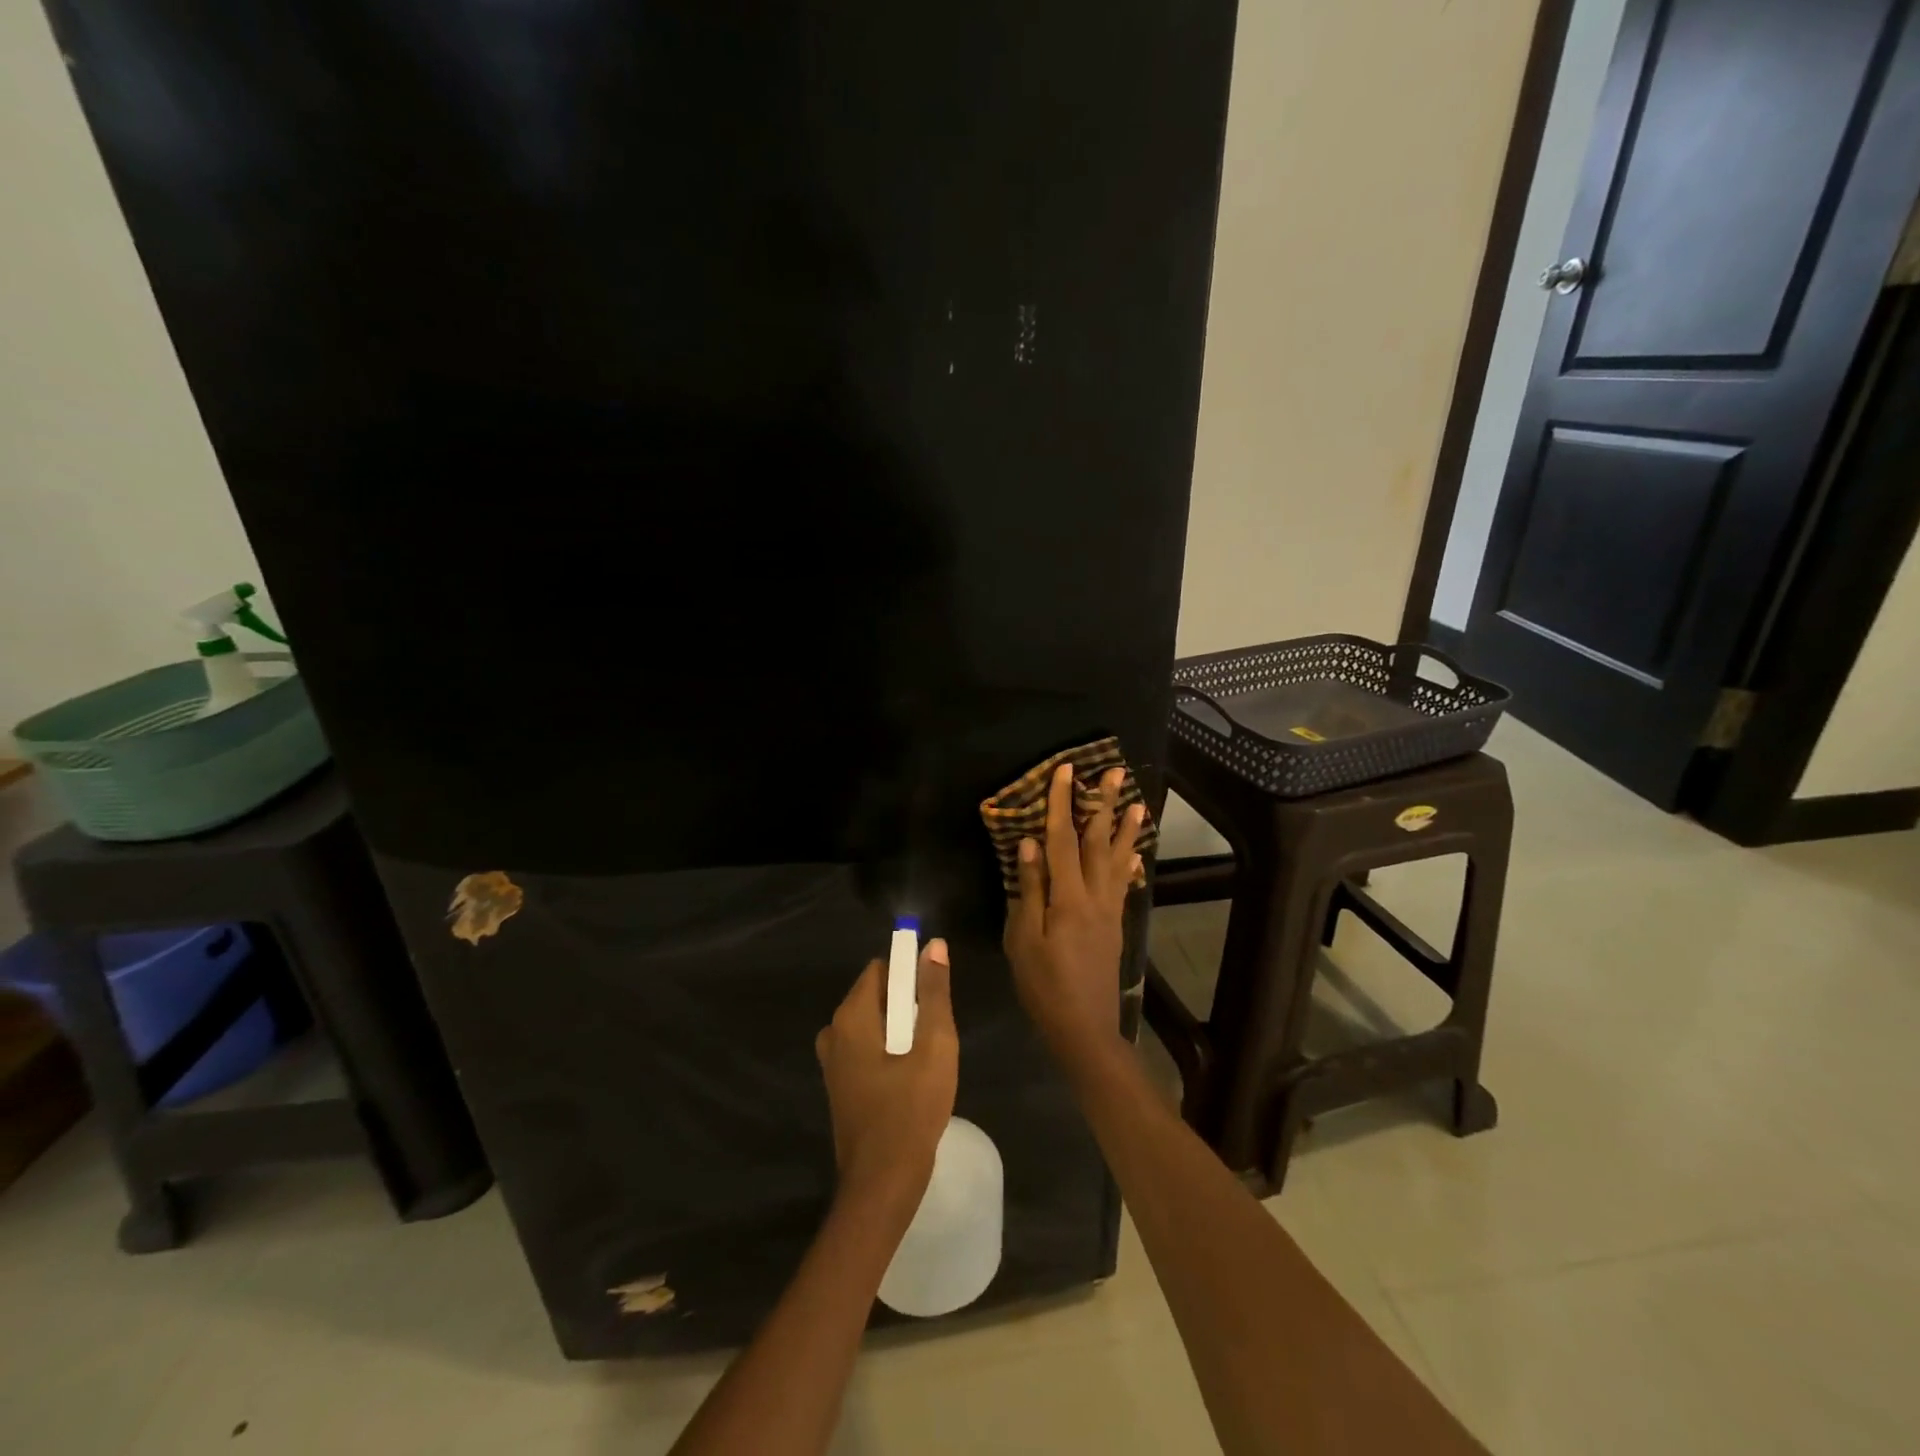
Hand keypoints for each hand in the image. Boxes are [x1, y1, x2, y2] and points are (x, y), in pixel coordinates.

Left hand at [815, 940, 957, 1212]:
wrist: (882, 1185)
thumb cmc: (911, 1111)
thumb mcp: (934, 1046)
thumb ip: (934, 993)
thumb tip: (932, 945)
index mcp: (851, 1016)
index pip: (882, 969)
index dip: (911, 975)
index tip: (934, 1000)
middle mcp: (834, 1031)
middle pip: (877, 996)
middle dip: (908, 1006)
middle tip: (934, 1037)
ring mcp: (833, 1061)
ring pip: (874, 1024)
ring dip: (901, 1032)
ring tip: (926, 1059)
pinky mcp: (839, 1085)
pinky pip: (867, 1048)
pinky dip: (889, 1052)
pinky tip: (911, 1079)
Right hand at [1004, 763, 1144, 1069]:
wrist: (1084, 1027)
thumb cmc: (1044, 985)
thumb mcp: (1023, 939)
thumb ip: (1029, 890)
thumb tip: (1030, 844)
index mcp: (1068, 898)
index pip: (1062, 840)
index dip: (1061, 804)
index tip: (1065, 771)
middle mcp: (1094, 896)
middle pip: (1099, 842)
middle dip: (1104, 804)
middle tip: (1116, 772)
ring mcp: (1109, 909)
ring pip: (1118, 859)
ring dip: (1126, 828)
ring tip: (1137, 802)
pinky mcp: (1115, 923)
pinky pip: (1124, 883)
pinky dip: (1130, 862)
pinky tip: (1136, 852)